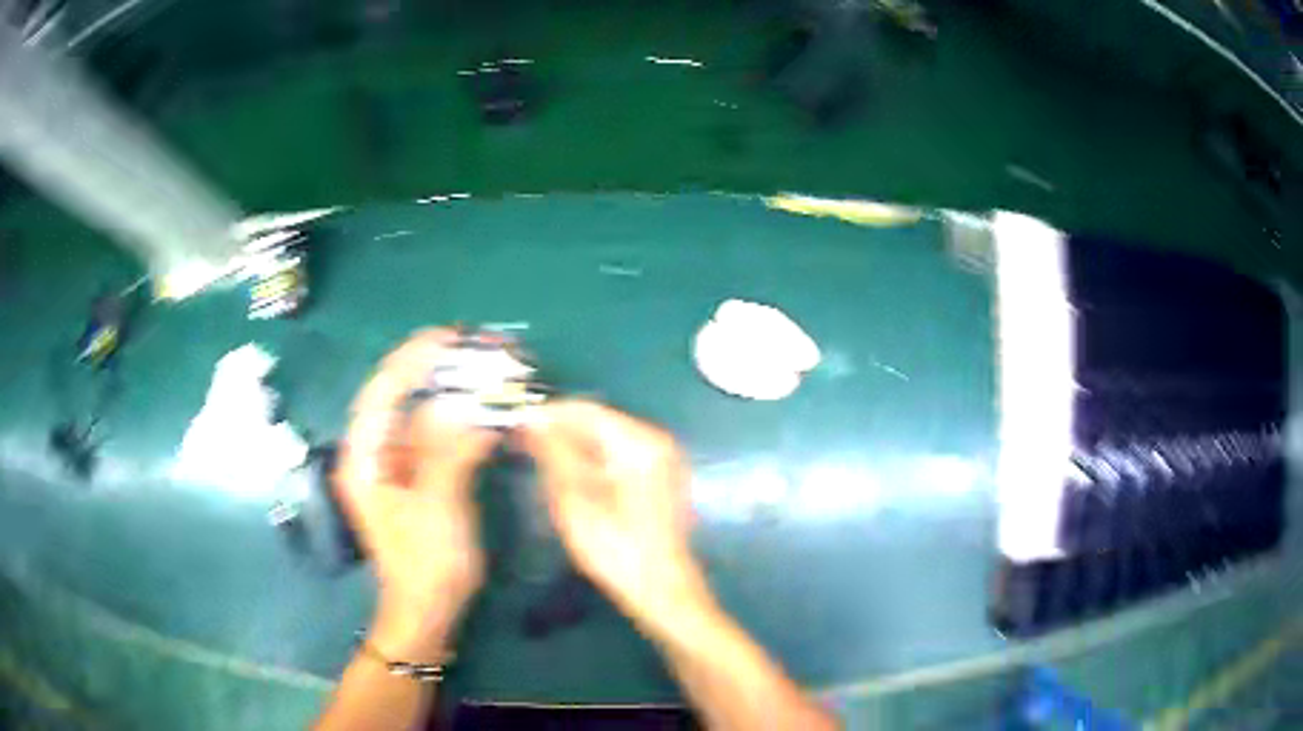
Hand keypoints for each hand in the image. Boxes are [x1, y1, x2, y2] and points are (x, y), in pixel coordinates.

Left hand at [336, 330, 498, 659]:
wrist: (427, 613)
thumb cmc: (426, 565)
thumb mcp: (438, 506)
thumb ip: (449, 451)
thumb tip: (470, 410)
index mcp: (364, 457)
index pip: (382, 391)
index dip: (412, 359)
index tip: (448, 337)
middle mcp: (373, 455)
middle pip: (399, 399)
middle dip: (433, 372)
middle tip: (472, 349)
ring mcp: (393, 468)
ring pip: (418, 418)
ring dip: (448, 395)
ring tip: (481, 373)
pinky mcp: (414, 481)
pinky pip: (432, 440)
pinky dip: (455, 423)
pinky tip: (480, 414)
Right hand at [521, 400, 707, 629]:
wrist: (662, 590)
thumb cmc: (617, 550)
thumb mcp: (575, 501)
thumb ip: (554, 454)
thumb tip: (532, 419)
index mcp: (640, 443)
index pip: (586, 410)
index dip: (548, 415)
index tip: (516, 426)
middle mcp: (657, 441)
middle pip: (599, 422)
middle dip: (560, 432)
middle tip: (523, 447)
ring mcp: (662, 460)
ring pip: (607, 440)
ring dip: (574, 448)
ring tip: (540, 464)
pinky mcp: (660, 478)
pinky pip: (619, 457)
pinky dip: (593, 462)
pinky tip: (570, 480)